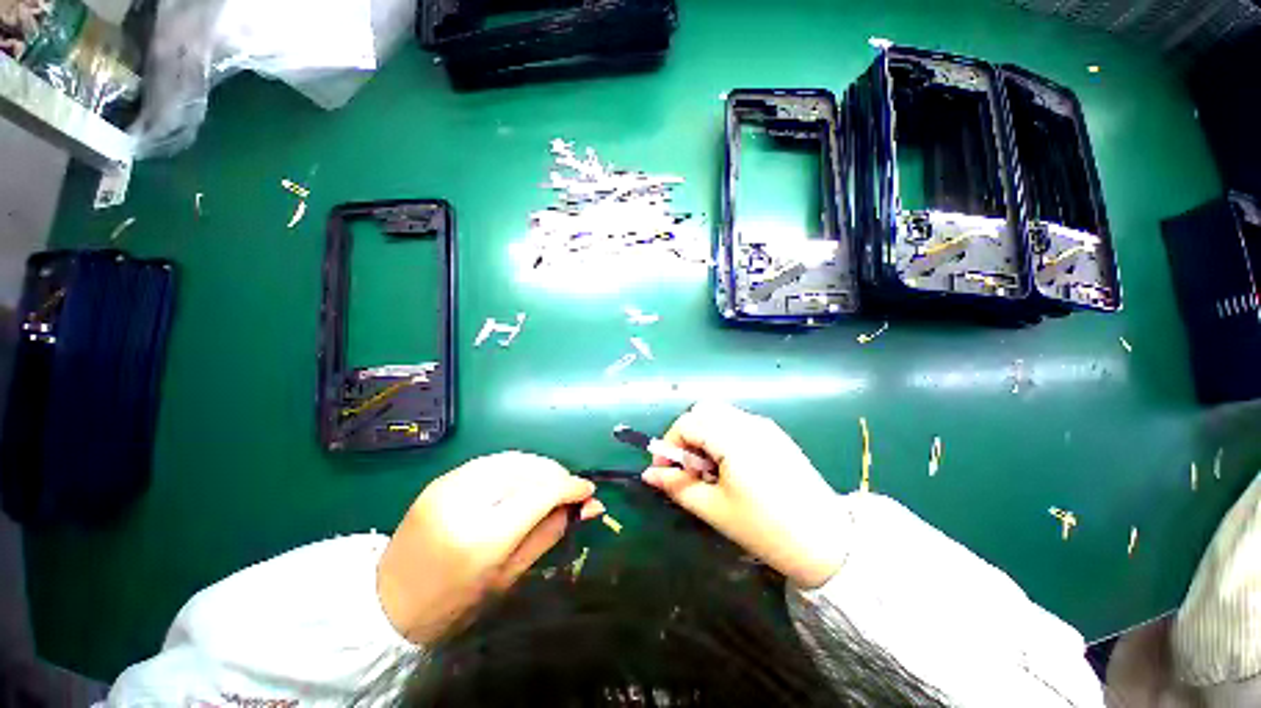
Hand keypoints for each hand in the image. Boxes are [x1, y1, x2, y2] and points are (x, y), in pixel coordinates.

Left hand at [377, 452, 603, 643]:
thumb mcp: (509, 577)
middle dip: (557, 476)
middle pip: (529, 469)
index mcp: (482, 536)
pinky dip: (519, 467)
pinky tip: (525, 482)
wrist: (387, 602)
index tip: (589, 491)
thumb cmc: (453, 603)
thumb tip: (589, 507)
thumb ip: (550, 533)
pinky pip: (495, 461)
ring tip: (550, 487)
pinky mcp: (445, 477)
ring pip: (514, 458)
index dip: (571, 487)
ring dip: (540, 469)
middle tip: (571, 493)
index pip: (540, 494)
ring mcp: (451, 483)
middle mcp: (466, 499)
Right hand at [642, 401, 845, 588]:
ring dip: (704, 435)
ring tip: (710, 471)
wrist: (828, 544)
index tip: (664, 471)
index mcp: (734, 438)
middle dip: (687, 435)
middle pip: (703, 411)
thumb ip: (677, 486)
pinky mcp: (776, 435)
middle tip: (689, 468)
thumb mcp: (714, 509)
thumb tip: (649, 474)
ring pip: (720, 415)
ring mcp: (765, 426)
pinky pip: (738, 423)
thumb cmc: (765, 529)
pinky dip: (723, 436)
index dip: (668, 444)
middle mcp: (749, 423)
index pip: (687, 423)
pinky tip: (731, 467)